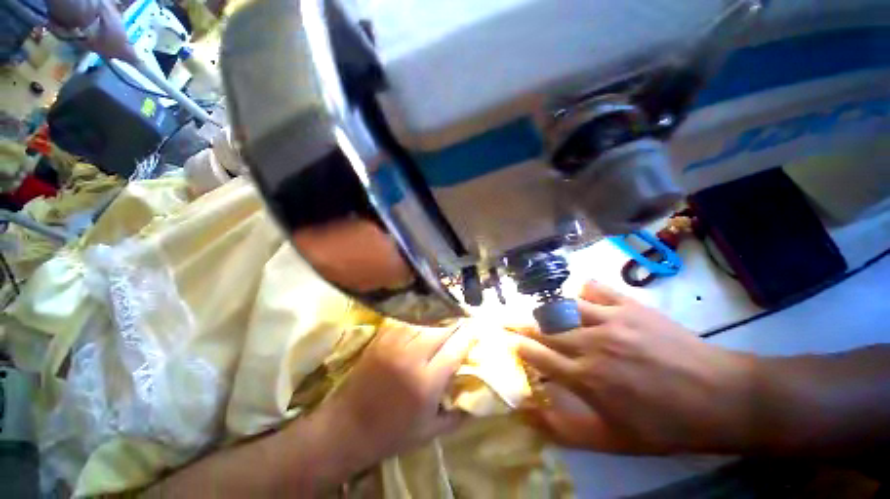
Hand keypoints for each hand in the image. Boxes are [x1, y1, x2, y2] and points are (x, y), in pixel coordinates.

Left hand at [307, 322, 475, 476]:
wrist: (347, 428)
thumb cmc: (391, 433)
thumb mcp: (428, 433)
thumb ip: (456, 416)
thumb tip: (474, 400)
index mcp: (427, 382)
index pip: (456, 348)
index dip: (469, 335)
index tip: (477, 327)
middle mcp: (412, 357)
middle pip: (441, 329)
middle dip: (456, 323)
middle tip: (463, 319)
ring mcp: (394, 345)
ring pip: (424, 321)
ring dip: (438, 318)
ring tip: (446, 316)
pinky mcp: (381, 339)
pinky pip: (405, 322)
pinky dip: (418, 319)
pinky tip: (423, 319)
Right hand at [518, 282, 755, 454]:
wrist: (721, 397)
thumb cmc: (665, 425)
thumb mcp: (613, 442)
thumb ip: (565, 428)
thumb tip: (527, 415)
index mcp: (586, 378)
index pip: (536, 356)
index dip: (516, 346)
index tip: (503, 340)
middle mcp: (591, 344)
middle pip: (543, 328)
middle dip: (519, 324)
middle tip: (504, 319)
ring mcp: (610, 320)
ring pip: (562, 307)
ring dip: (544, 309)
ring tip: (535, 311)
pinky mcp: (629, 306)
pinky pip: (594, 289)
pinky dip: (580, 291)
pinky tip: (577, 298)